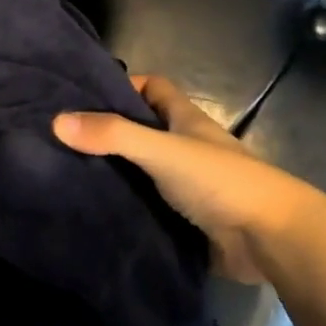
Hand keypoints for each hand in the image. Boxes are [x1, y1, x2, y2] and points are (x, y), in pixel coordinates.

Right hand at [53, 75, 304, 283]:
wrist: (269, 239)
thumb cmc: (220, 181)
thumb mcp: (162, 150)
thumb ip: (113, 135)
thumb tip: (57, 121)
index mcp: (186, 120)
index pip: (152, 88)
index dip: (123, 85)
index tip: (82, 96)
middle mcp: (185, 148)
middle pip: (142, 130)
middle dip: (107, 132)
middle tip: (61, 139)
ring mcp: (186, 185)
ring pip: (142, 171)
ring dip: (114, 173)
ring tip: (65, 175)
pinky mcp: (185, 220)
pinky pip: (147, 207)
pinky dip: (125, 208)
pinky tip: (93, 212)